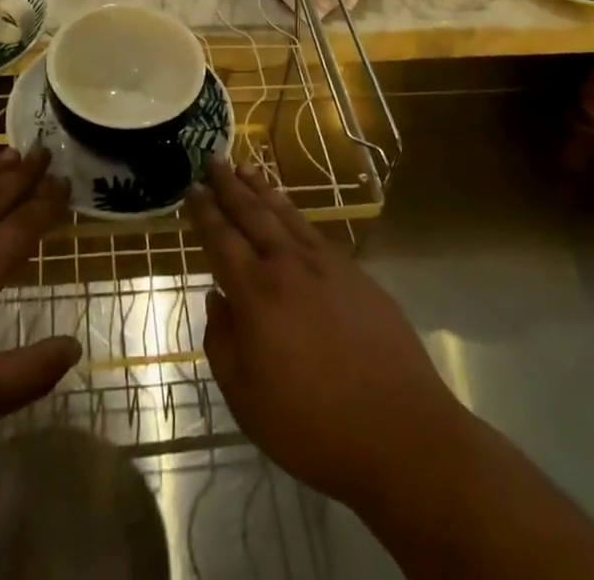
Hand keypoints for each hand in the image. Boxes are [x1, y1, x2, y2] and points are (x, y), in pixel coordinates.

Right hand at [190, 160, 464, 512]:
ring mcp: (326, 265)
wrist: (401, 433)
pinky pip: (313, 230)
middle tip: (213, 159)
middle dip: (229, 186)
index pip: (221, 239)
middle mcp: (288, 266)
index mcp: (256, 293)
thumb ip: (222, 343)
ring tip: (246, 167)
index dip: (204, 212)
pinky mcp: (355, 274)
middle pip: (252, 214)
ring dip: (262, 189)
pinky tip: (289, 210)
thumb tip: (216, 299)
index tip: (192, 187)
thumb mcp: (246, 398)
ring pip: (285, 214)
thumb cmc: (314, 425)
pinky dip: (294, 212)